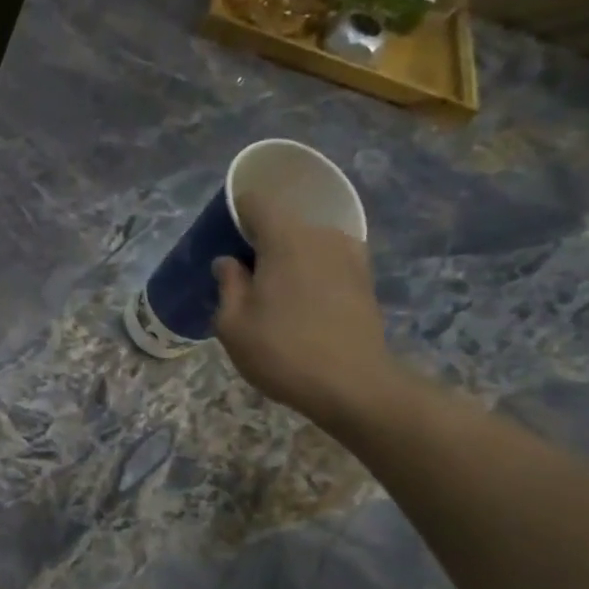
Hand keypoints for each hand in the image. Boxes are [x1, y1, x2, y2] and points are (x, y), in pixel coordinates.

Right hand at [212, 190, 401, 426]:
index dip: (235, 215)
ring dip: (287, 261)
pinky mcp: (365, 278)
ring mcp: (349, 254)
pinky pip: (327, 262)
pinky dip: (311, 274)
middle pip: (282, 224)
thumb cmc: (282, 352)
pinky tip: (302, 305)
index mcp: (284, 238)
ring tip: (273, 296)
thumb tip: (229, 262)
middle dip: (260, 243)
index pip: (255, 202)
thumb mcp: (233, 325)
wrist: (353, 385)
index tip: (223, 240)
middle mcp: (321, 234)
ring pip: (306, 244)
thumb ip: (228, 285)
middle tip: (243, 278)